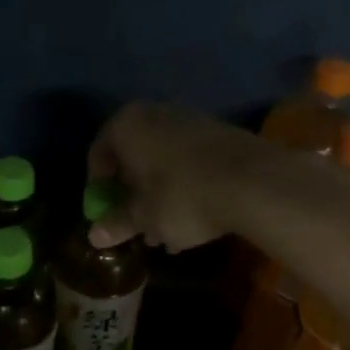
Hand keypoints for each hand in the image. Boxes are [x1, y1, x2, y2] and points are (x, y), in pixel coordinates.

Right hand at [86, 102, 266, 251]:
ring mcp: (191, 119)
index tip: (106, 214)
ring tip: (166, 230)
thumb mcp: (144, 218)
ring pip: (163, 160)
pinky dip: (185, 186)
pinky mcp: (221, 133)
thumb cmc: (182, 197)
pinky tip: (195, 217)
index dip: (98, 188)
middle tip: (136, 224)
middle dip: (132, 193)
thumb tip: (94, 236)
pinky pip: (190, 161)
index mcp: (127, 125)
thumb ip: (117, 223)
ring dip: (159, 193)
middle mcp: (155, 113)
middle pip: (133, 156)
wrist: (255, 182)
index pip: (98, 154)